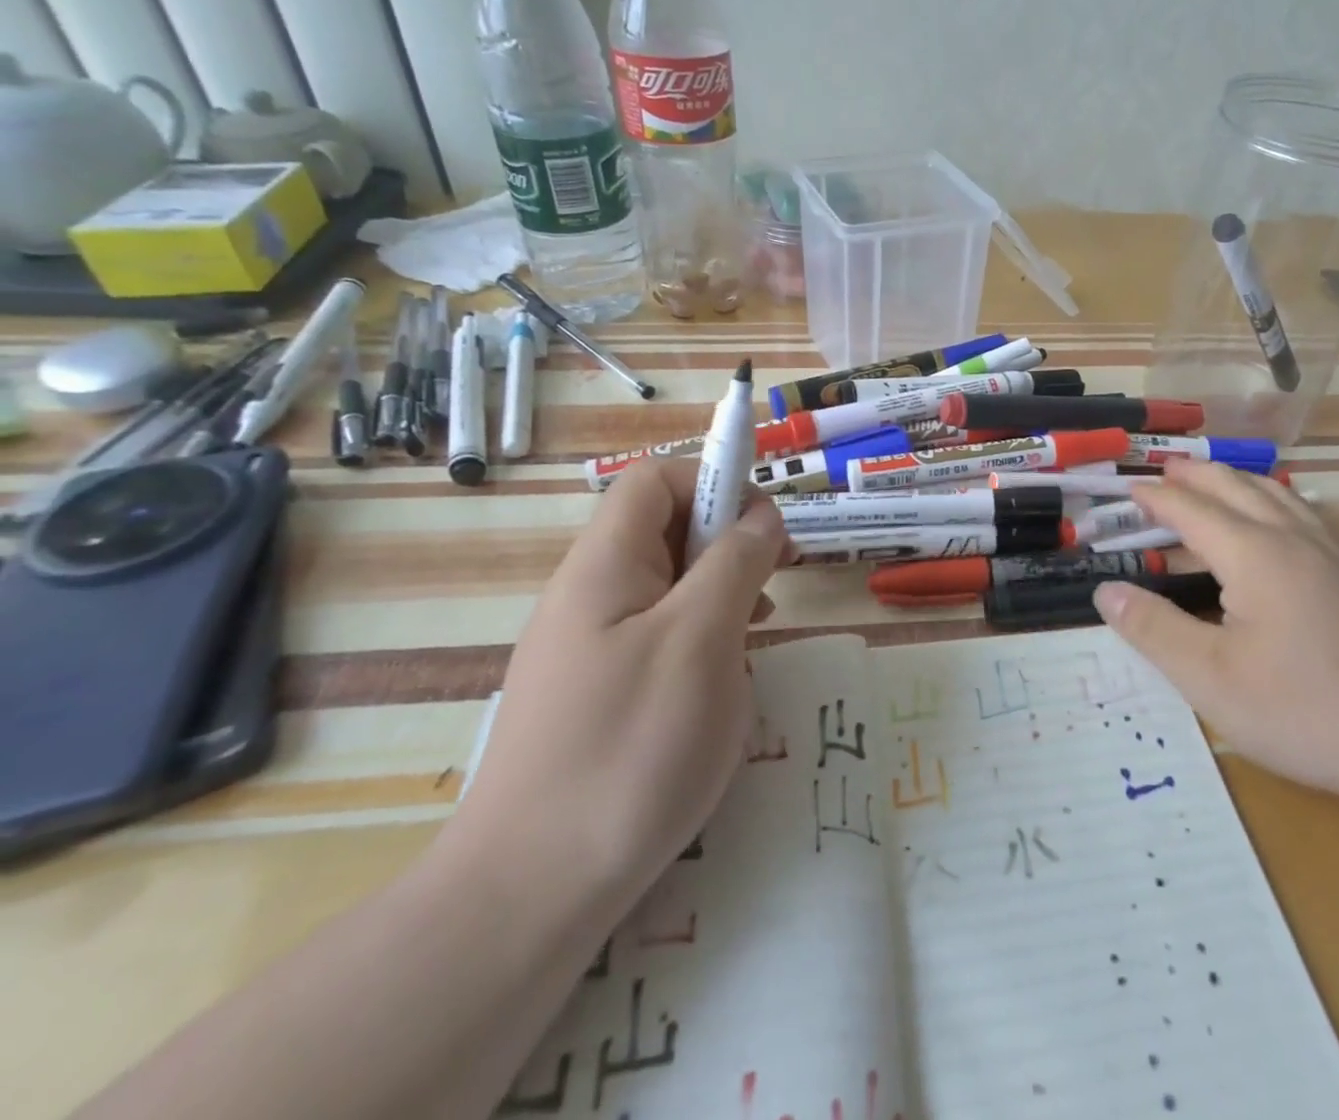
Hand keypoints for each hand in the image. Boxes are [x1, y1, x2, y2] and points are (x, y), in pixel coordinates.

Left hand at [446, 461, 790, 926]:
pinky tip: (722, 679)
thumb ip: (735, 562)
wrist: (530, 895)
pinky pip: (656, 634)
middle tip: (774, 585)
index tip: (765, 530)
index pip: (655, 480)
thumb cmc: (629, 749)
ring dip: (720, 591)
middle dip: (727, 542)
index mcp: (604, 565)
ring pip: (666, 584)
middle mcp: (588, 593)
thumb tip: (760, 515)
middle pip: (663, 529)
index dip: (714, 482)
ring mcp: (587, 646)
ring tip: (757, 630)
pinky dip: (700, 636)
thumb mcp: (702, 640)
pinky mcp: (594, 692)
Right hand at [1093, 461, 1338, 819]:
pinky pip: (1306, 517)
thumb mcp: (1214, 681)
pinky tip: (1281, 524)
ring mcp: (1336, 556)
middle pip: (1236, 487)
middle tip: (1163, 471)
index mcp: (1253, 554)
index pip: (1190, 509)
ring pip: (1277, 496)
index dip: (1154, 497)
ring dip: (1237, 481)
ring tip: (1215, 481)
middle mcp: (1293, 540)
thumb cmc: (1313, 711)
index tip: (1126, 488)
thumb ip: (1154, 631)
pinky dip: (1274, 501)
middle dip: (1195, 475)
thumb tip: (1106, 592)